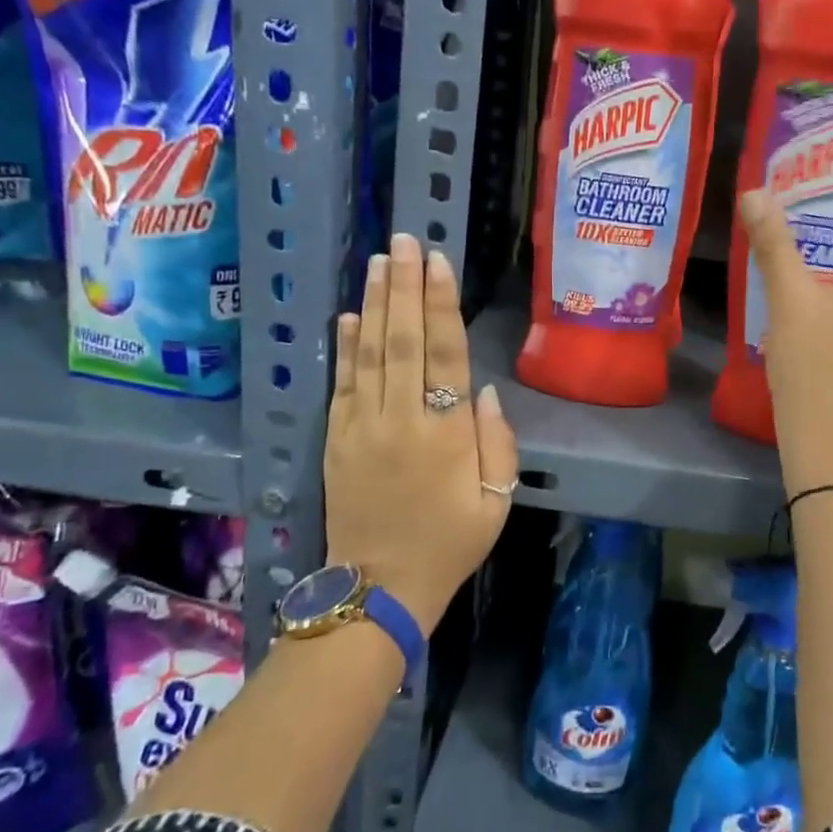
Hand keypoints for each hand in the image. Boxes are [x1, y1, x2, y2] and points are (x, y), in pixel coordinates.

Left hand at [324, 232, 517, 632]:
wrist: (379, 590)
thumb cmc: (449, 544)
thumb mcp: (495, 502)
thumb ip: (496, 443)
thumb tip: (484, 391)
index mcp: (445, 435)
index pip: (444, 354)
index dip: (441, 305)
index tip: (438, 263)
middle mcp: (400, 420)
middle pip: (402, 341)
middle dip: (405, 287)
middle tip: (405, 242)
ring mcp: (361, 428)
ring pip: (368, 354)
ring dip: (374, 304)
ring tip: (379, 262)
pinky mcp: (336, 440)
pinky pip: (341, 384)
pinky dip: (345, 347)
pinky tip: (347, 316)